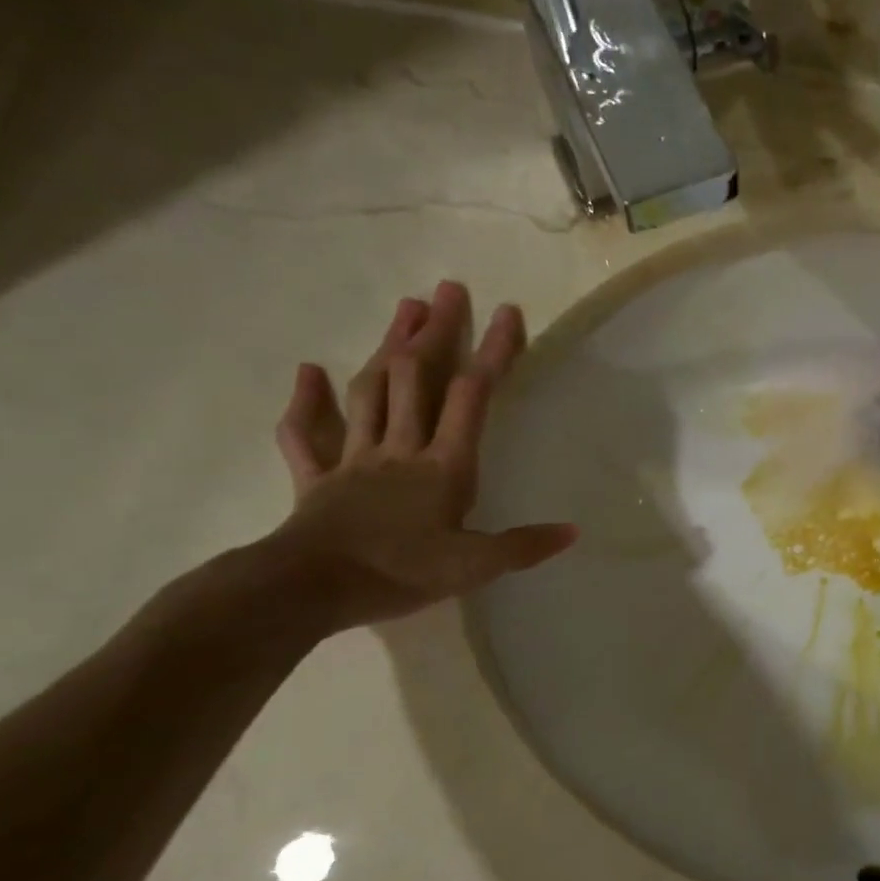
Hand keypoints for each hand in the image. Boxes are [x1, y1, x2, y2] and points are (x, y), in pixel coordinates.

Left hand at [268, 280, 576, 633]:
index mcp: (443, 465)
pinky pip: (306, 436)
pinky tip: (308, 372)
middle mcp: (400, 449)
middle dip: (435, 332)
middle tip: (447, 290)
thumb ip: (524, 546)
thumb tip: (573, 531)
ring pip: (370, 393)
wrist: (307, 590)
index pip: (471, 396)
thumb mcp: (474, 566)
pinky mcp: (316, 480)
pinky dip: (305, 403)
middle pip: (416, 378)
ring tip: (404, 310)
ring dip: (387, 348)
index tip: (507, 312)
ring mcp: (354, 460)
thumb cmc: (398, 573)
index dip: (491, 352)